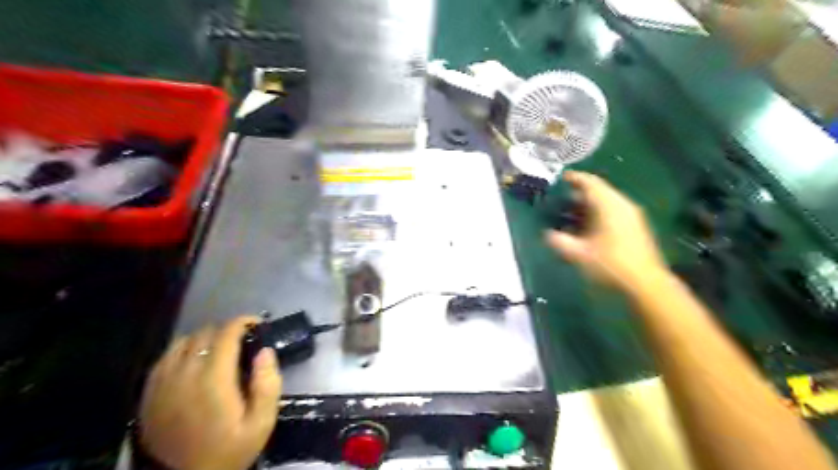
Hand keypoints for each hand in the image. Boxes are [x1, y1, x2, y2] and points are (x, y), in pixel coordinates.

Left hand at [138, 316, 280, 469]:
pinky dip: (182, 352)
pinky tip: (193, 363)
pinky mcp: (148, 394)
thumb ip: (268, 384)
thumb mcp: (262, 421)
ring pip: (182, 342)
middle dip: (227, 331)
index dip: (244, 321)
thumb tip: (265, 350)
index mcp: (213, 379)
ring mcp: (162, 383)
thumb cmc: (231, 449)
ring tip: (218, 350)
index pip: (226, 333)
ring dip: (204, 339)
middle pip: (205, 333)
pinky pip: (164, 358)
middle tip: (243, 342)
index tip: (257, 324)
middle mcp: (184, 374)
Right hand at [544, 171, 668, 291]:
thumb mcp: (579, 254)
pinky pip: (613, 211)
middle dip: (579, 192)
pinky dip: (598, 213)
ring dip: (588, 204)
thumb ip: (560, 241)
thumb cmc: (610, 265)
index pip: (590, 183)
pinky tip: (587, 226)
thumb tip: (548, 234)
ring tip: (571, 212)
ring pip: (606, 201)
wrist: (645, 284)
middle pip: (599, 190)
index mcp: (609, 206)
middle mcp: (622, 205)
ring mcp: (631, 216)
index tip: (560, 178)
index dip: (574, 178)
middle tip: (561, 198)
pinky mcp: (635, 227)